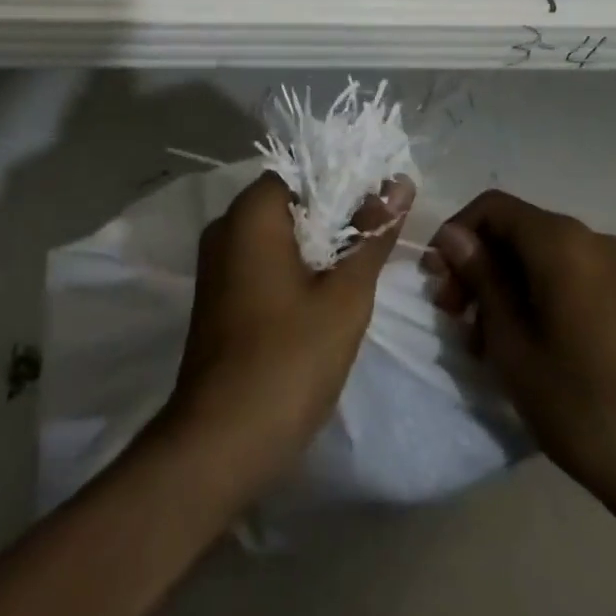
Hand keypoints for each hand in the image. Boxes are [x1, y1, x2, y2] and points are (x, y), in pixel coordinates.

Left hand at [162, 171, 413, 491]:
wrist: (219, 444)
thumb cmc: (288, 359)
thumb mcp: (344, 296)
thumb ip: (372, 235)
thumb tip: (399, 182)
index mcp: (251, 213)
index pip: (304, 172)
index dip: (346, 183)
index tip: (382, 204)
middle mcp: (226, 226)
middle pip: (292, 202)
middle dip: (336, 216)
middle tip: (379, 238)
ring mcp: (217, 264)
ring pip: (278, 235)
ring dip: (318, 246)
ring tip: (361, 266)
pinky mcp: (218, 297)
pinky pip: (262, 262)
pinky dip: (294, 269)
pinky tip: (326, 296)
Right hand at [428, 191, 615, 535]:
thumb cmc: (580, 403)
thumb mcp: (512, 342)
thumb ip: (481, 278)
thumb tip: (454, 235)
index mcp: (560, 241)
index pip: (492, 208)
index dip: (457, 235)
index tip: (438, 282)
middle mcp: (591, 239)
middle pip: (517, 231)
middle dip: (478, 265)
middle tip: (454, 317)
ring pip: (540, 256)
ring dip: (504, 286)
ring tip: (483, 342)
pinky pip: (568, 276)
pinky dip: (536, 295)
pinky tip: (524, 343)